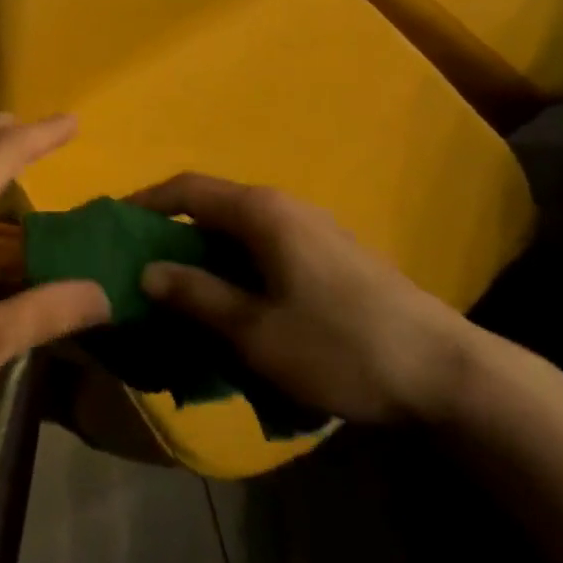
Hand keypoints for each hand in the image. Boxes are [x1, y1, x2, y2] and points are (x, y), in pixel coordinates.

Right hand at [135, 175, 477, 424]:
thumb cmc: (341, 346)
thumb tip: (148, 271)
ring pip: (240, 234)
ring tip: (184, 298)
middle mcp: (283, 207)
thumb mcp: (257, 331)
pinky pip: (266, 251)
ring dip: (207, 258)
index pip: (186, 188)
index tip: (114, 226)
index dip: (146, 203)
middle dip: (174, 237)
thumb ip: (197, 296)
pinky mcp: (332, 257)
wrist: (448, 374)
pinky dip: (238, 271)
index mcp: (260, 211)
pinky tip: (237, 311)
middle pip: (212, 209)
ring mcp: (312, 230)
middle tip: (144, 273)